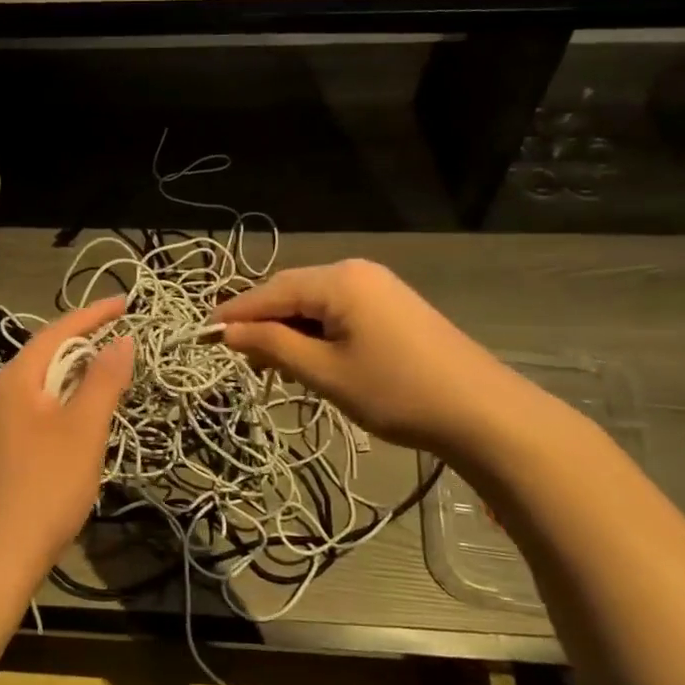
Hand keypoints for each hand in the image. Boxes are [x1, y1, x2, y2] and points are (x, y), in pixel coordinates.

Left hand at [0, 297, 133, 593]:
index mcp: (14, 379)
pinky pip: (31, 412)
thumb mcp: (84, 429)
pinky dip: (59, 405)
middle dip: (84, 346)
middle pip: (45, 356)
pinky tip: (77, 424)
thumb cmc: (44, 487)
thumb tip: (121, 339)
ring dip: (73, 379)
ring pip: (39, 387)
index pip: (58, 331)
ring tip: (106, 379)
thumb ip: (103, 379)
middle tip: (121, 342)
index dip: (94, 315)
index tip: (126, 302)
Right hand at [215, 260, 546, 462]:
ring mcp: (379, 287)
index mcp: (339, 280)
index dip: (234, 314)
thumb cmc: (396, 392)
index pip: (270, 291)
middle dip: (262, 323)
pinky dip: (317, 334)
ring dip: (289, 331)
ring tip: (270, 366)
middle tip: (236, 358)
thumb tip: (228, 332)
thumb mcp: (325, 373)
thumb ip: (273, 346)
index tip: (202, 334)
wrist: (483, 413)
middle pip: (293, 292)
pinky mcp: (394, 307)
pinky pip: (340, 312)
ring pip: (316, 304)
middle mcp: (357, 271)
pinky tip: (309, 360)